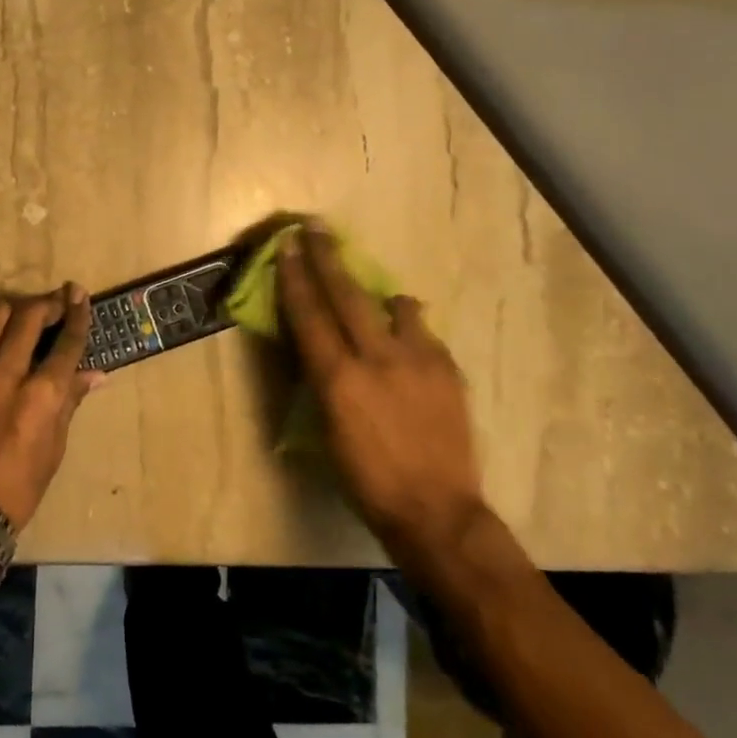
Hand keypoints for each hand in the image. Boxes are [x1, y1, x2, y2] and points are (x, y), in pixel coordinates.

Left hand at [0, 285, 100, 531]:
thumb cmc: (20, 483)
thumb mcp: (55, 445)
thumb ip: (70, 400)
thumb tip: (94, 374)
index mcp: (41, 395)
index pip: (65, 342)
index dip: (77, 315)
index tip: (80, 294)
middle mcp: (7, 375)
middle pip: (28, 317)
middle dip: (47, 302)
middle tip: (59, 299)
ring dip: (16, 310)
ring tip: (27, 315)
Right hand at [275, 225, 485, 559]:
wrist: (436, 510)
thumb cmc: (366, 479)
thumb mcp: (328, 429)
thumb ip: (324, 380)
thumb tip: (322, 347)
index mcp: (338, 378)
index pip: (310, 315)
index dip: (296, 278)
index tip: (289, 246)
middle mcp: (376, 358)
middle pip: (347, 295)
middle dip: (328, 258)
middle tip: (317, 227)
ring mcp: (418, 360)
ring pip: (397, 306)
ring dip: (382, 299)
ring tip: (381, 301)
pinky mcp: (448, 369)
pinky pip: (424, 334)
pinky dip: (411, 332)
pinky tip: (410, 348)